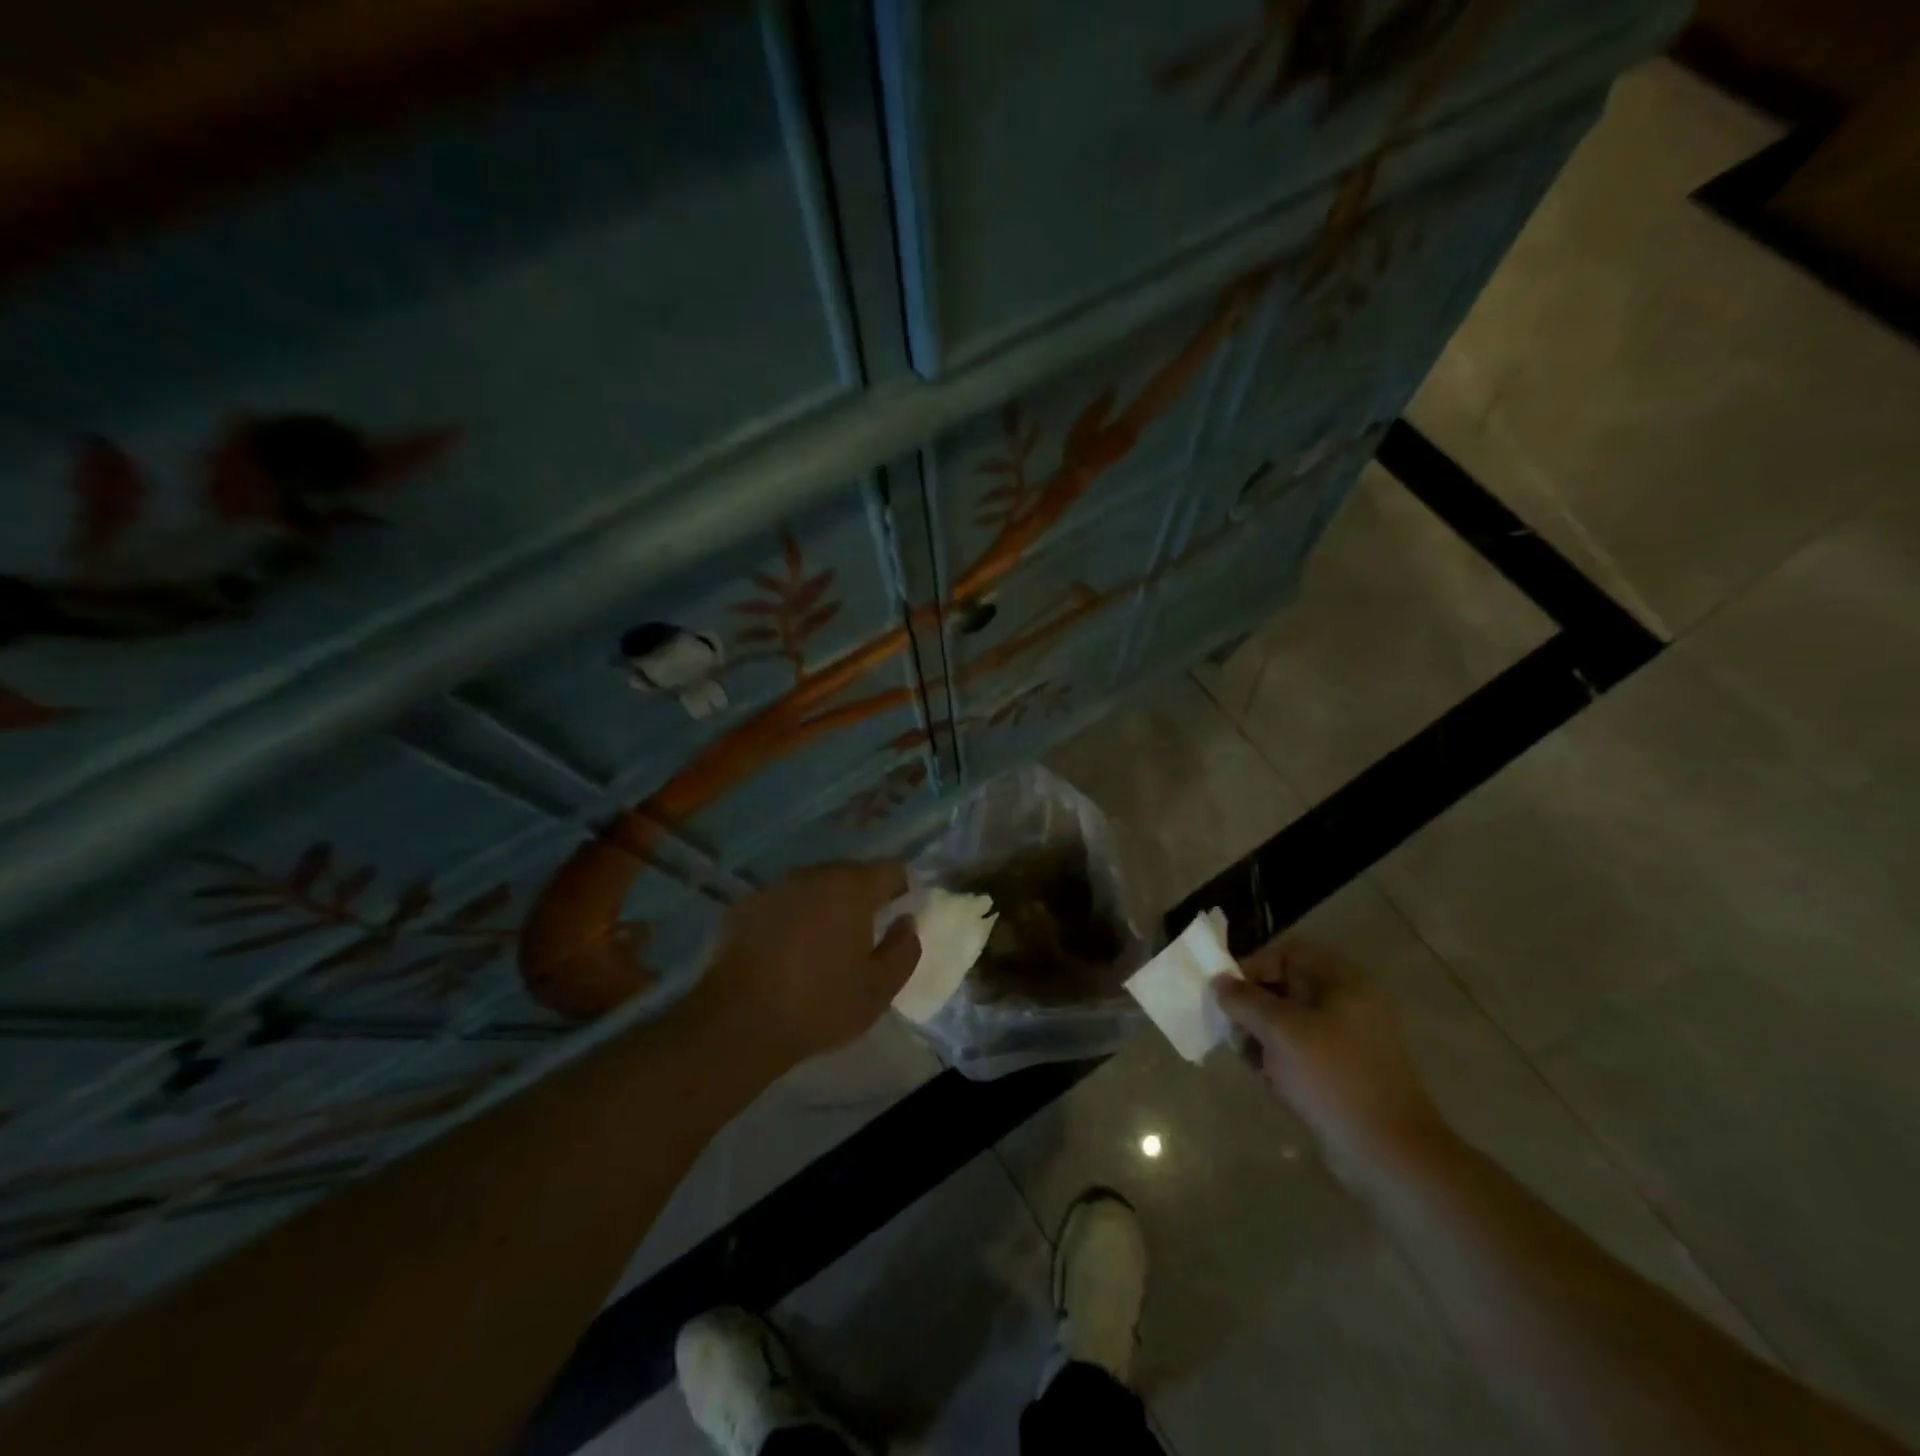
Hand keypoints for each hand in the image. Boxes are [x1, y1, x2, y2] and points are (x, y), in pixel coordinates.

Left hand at [700, 862, 919, 1069]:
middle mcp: (814, 875)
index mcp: (852, 888)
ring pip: (814, 885)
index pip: (892, 870)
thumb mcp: (878, 990)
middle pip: (851, 873)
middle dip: (862, 896)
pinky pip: (783, 901)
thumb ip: (903, 950)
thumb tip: (906, 922)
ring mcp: (775, 886)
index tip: (898, 916)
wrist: (738, 1022)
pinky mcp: (745, 905)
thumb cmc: (819, 1005)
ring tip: (823, 943)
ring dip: (825, 904)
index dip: (901, 890)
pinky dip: (792, 915)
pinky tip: (787, 949)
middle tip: (863, 935)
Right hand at [1211, 941, 1446, 1188]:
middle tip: (1234, 1031)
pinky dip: (1281, 1062)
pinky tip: (1271, 1083)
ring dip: (1263, 1038)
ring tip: (1251, 1062)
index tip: (1227, 994)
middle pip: (1287, 988)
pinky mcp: (1345, 1074)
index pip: (1288, 954)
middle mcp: (1350, 1005)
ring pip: (1290, 1023)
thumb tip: (1219, 983)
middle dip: (1254, 1008)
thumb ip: (1244, 1000)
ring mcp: (1350, 1042)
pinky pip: (1302, 1053)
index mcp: (1344, 982)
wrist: (1388, 1154)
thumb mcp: (1279, 1030)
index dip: (1253, 966)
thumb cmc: (1332, 1077)